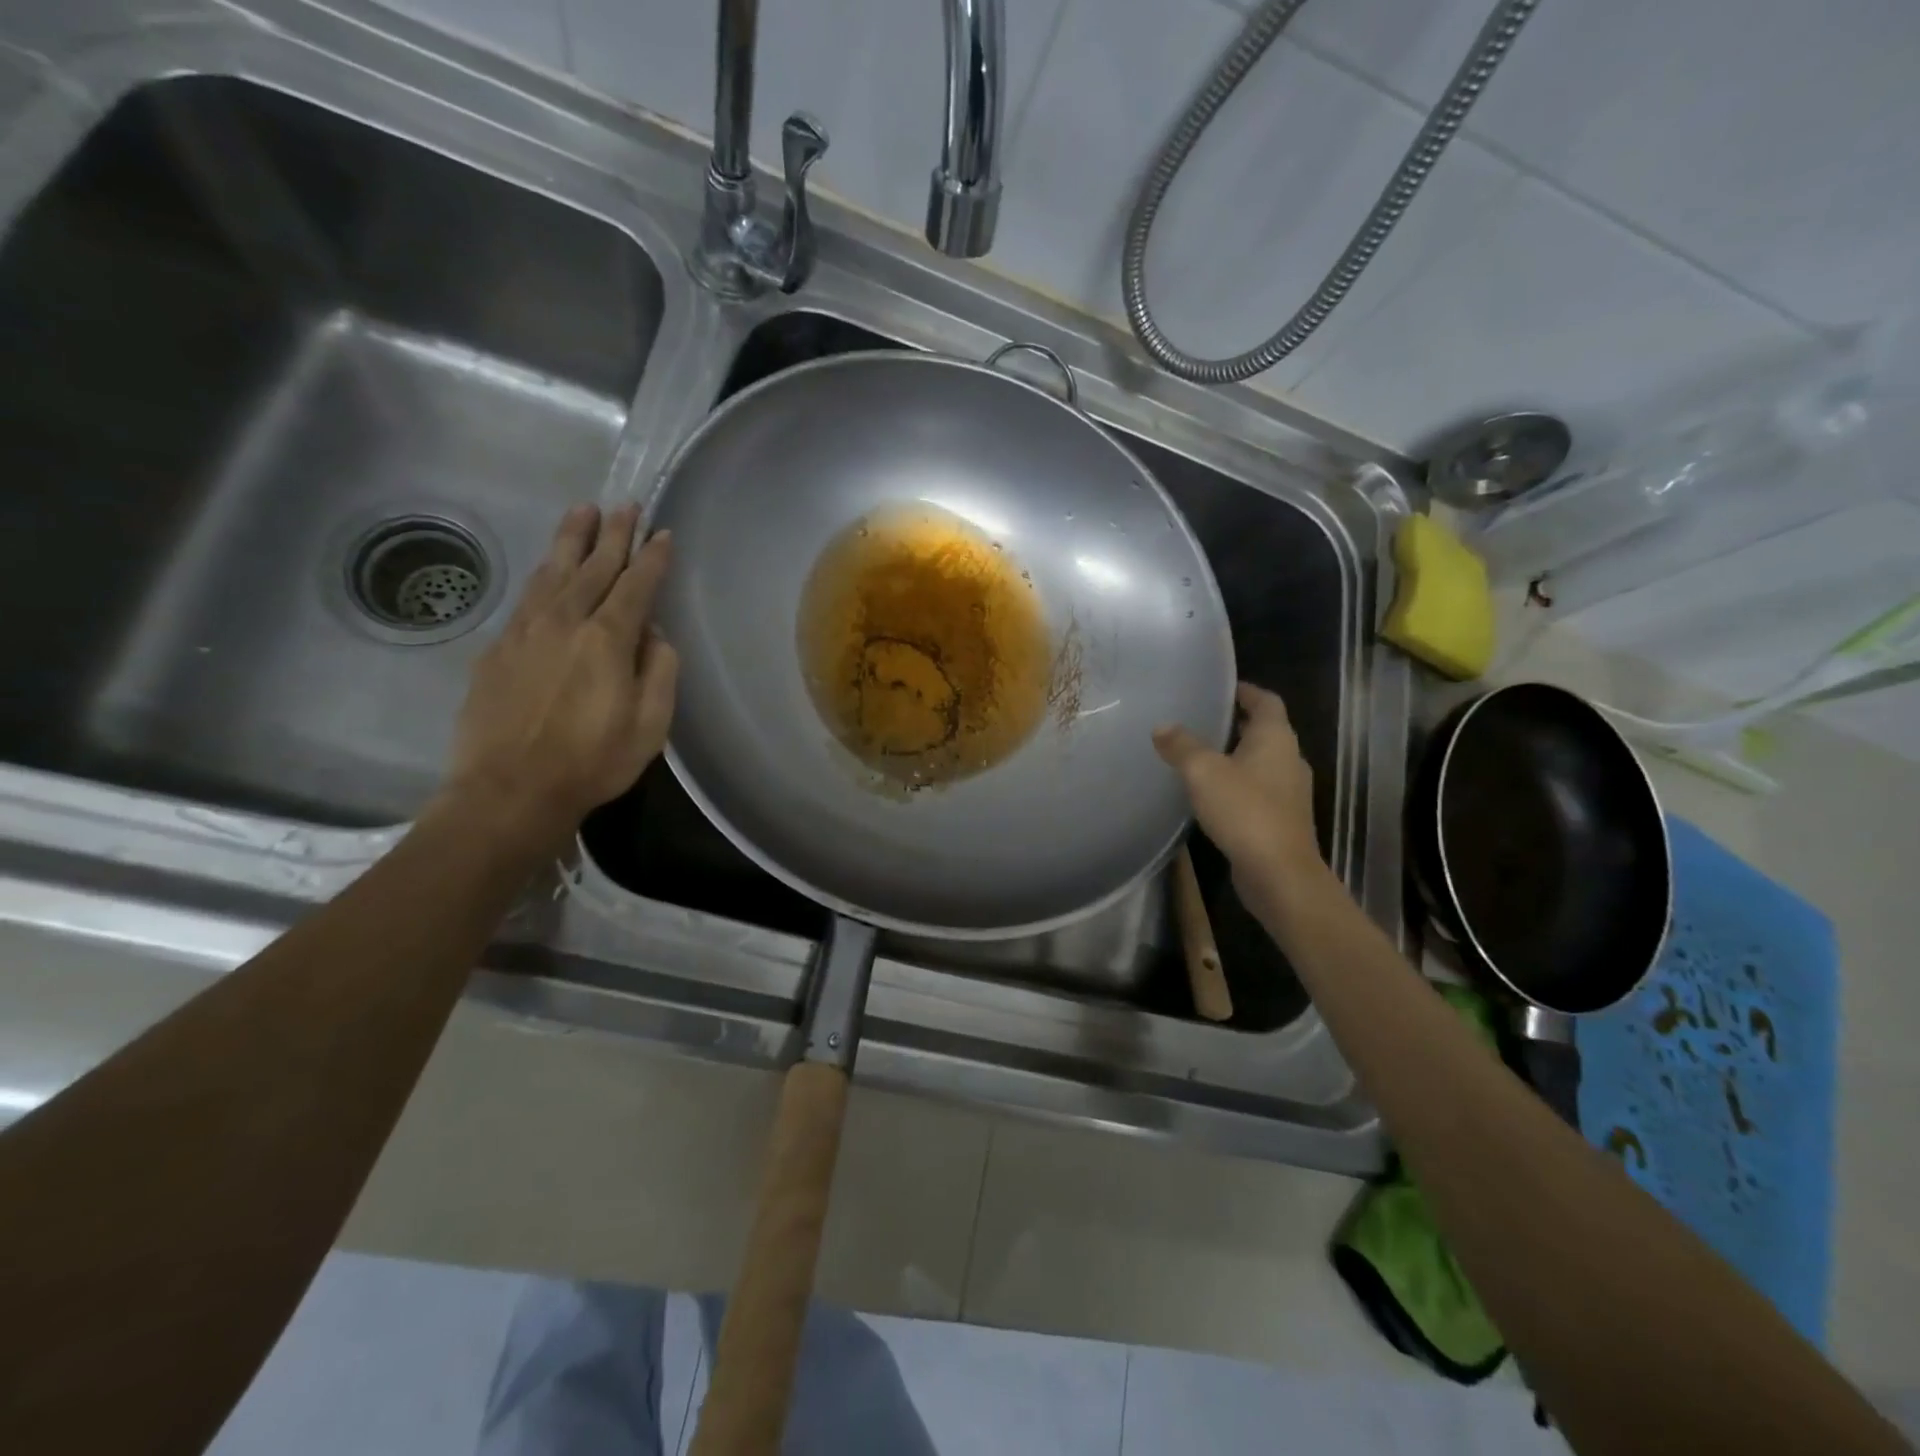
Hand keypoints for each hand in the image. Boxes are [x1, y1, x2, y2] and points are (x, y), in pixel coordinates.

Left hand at [439, 504, 677, 846]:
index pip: (636, 586)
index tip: (662, 533)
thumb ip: (659, 672)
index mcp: (607, 640)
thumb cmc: (592, 762)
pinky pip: (527, 595)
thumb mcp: (650, 725)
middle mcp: (565, 621)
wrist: (509, 790)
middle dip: (612, 534)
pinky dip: (544, 572)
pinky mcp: (498, 647)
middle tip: (624, 505)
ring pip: (553, 571)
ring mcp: (525, 631)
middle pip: (593, 566)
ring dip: (571, 539)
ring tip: (583, 512)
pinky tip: (549, 566)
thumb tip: (653, 635)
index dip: (651, 558)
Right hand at [1154, 683, 1326, 906]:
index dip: (1246, 690)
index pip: (1266, 701)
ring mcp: (1289, 792)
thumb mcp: (1203, 772)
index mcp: (1275, 738)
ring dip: (1236, 755)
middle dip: (1237, 723)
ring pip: (1261, 762)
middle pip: (1265, 731)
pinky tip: (1212, 794)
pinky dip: (1238, 783)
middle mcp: (1289, 759)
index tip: (1222, 687)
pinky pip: (1258, 789)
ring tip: (1201, 754)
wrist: (1279, 873)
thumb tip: (1162, 726)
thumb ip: (1182, 746)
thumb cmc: (1245, 811)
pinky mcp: (1281, 819)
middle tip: (1202, 719)